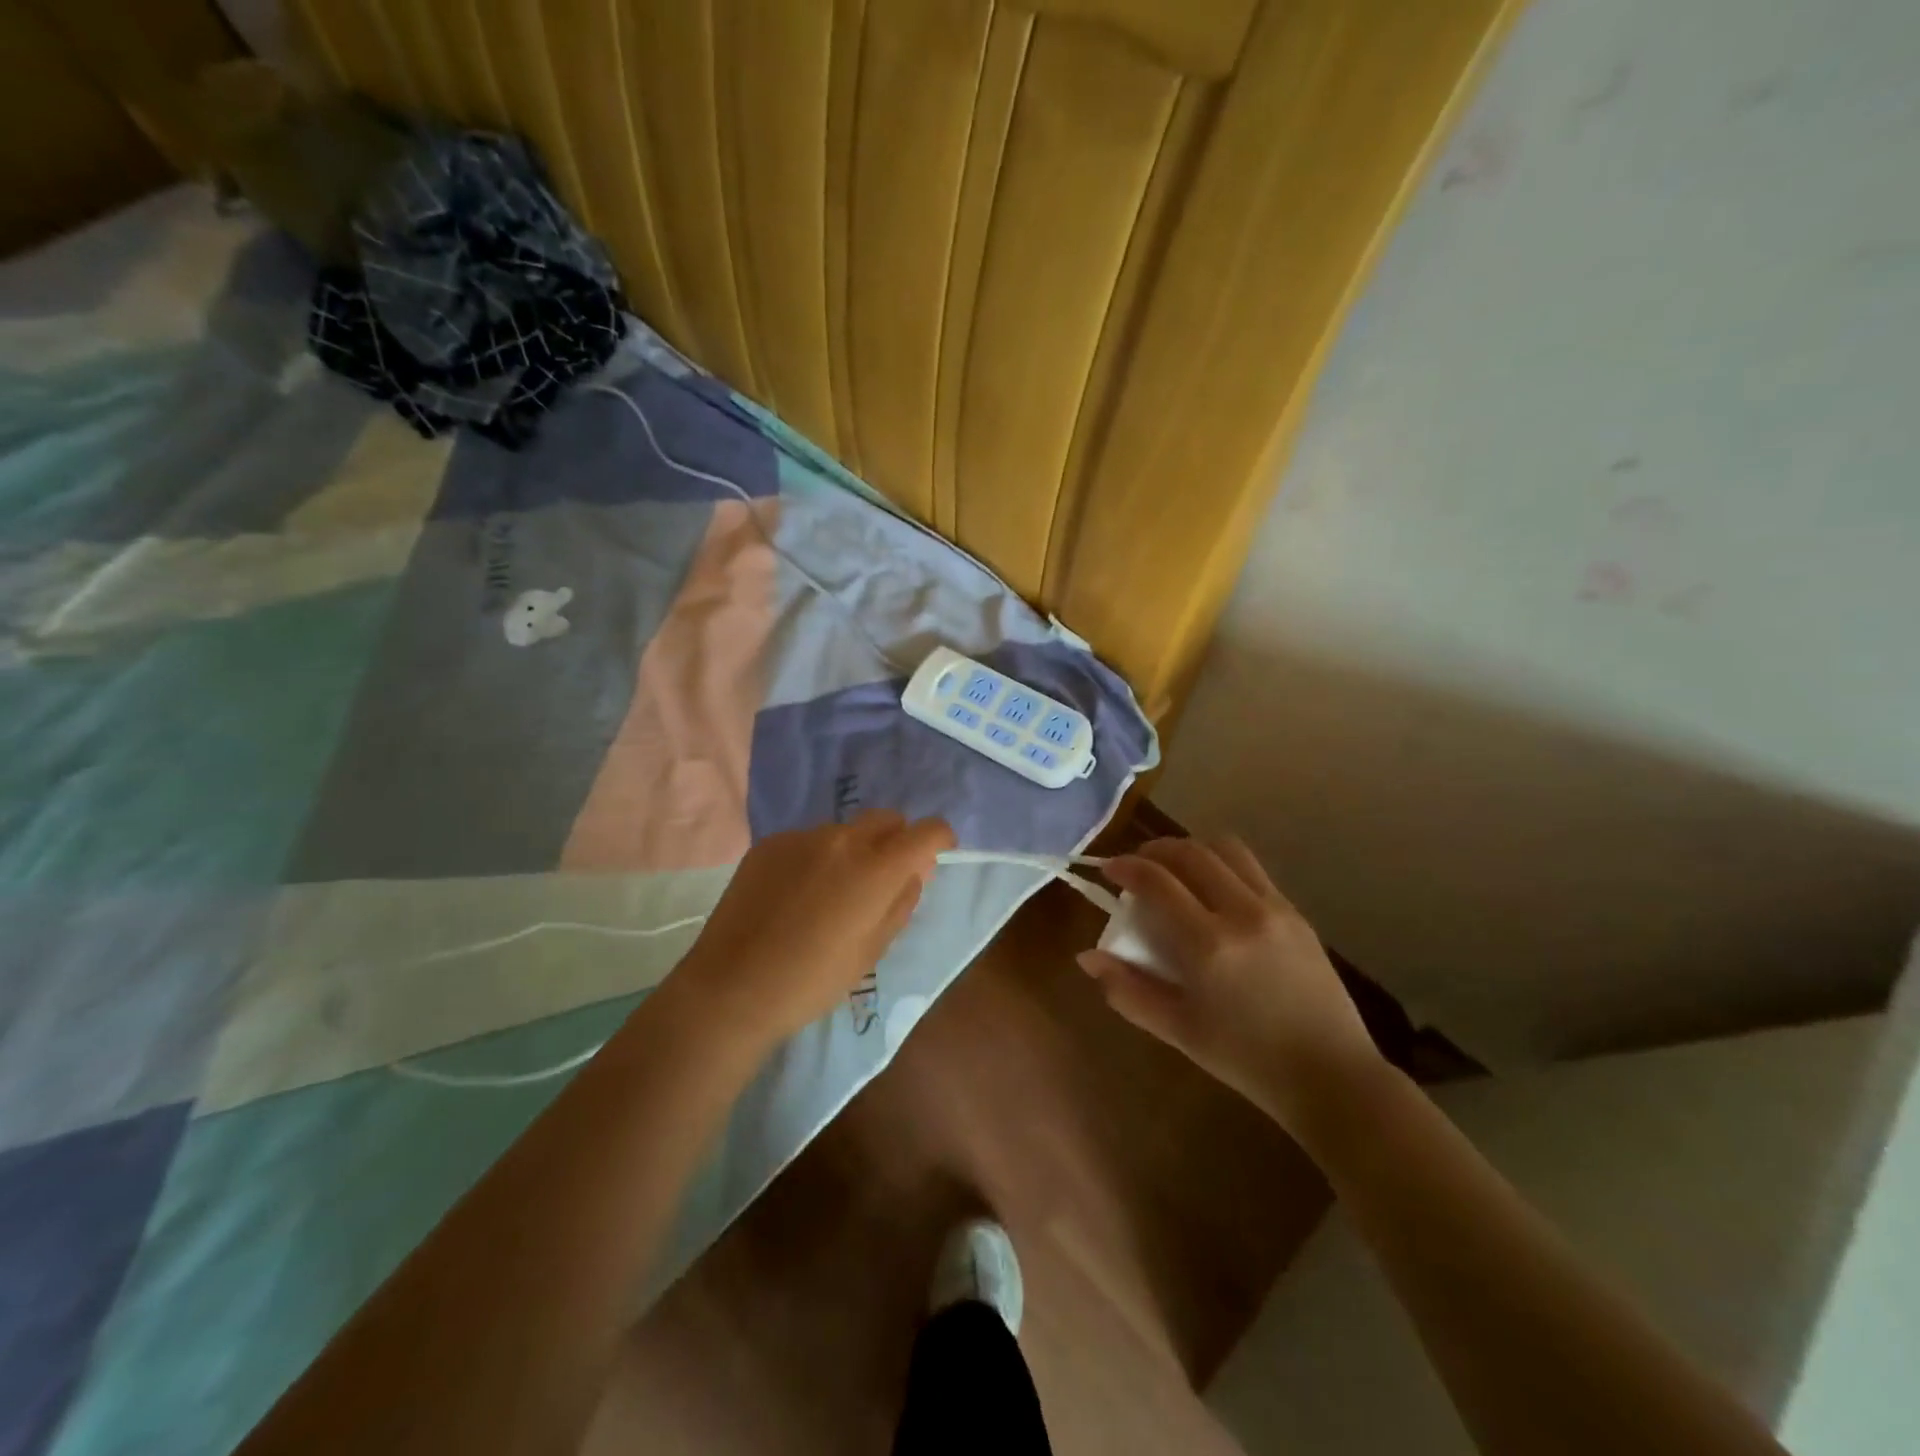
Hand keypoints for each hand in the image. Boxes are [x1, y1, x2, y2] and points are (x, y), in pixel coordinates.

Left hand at [671, 810, 955, 1047]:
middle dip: (896, 839)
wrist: (732, 986)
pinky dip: (816, 857)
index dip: (939, 839)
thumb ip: (901, 901)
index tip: (936, 855)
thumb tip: (916, 869)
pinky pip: (808, 840)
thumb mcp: (872, 950)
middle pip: (886, 819)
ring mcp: (802, 837)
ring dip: (854, 850)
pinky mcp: (770, 844)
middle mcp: (842, 839)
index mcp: (876, 868)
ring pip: (845, 830)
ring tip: (833, 891)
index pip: (926, 831)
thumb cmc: (813, 980)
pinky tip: (797, 894)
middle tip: (884, 877)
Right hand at [1077, 836, 1383, 1135]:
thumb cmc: (1245, 1059)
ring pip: (1226, 849)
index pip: (1157, 882)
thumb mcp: (1178, 1031)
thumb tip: (1087, 958)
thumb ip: (1127, 990)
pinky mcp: (1296, 913)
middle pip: (1191, 853)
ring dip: (1192, 849)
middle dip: (1155, 849)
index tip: (1109, 869)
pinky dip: (1222, 865)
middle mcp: (1242, 913)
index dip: (1127, 867)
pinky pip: (1252, 870)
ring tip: (1175, 868)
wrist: (1330, 1075)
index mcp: (1208, 945)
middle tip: (1137, 864)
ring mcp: (1275, 909)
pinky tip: (1213, 891)